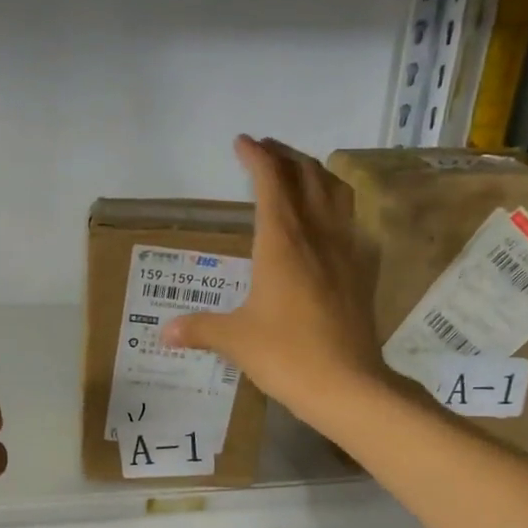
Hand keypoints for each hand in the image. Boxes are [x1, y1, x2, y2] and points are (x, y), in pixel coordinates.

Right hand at [162, 135, 385, 428]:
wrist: (348, 385)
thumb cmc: (286, 355)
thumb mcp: (234, 339)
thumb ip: (199, 328)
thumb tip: (166, 332)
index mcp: (281, 242)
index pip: (271, 182)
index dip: (256, 157)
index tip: (243, 142)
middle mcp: (316, 235)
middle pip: (307, 176)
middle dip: (286, 156)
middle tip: (266, 150)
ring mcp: (345, 251)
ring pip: (336, 192)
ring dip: (316, 173)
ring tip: (299, 171)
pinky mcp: (361, 271)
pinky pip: (350, 221)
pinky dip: (335, 205)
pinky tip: (327, 221)